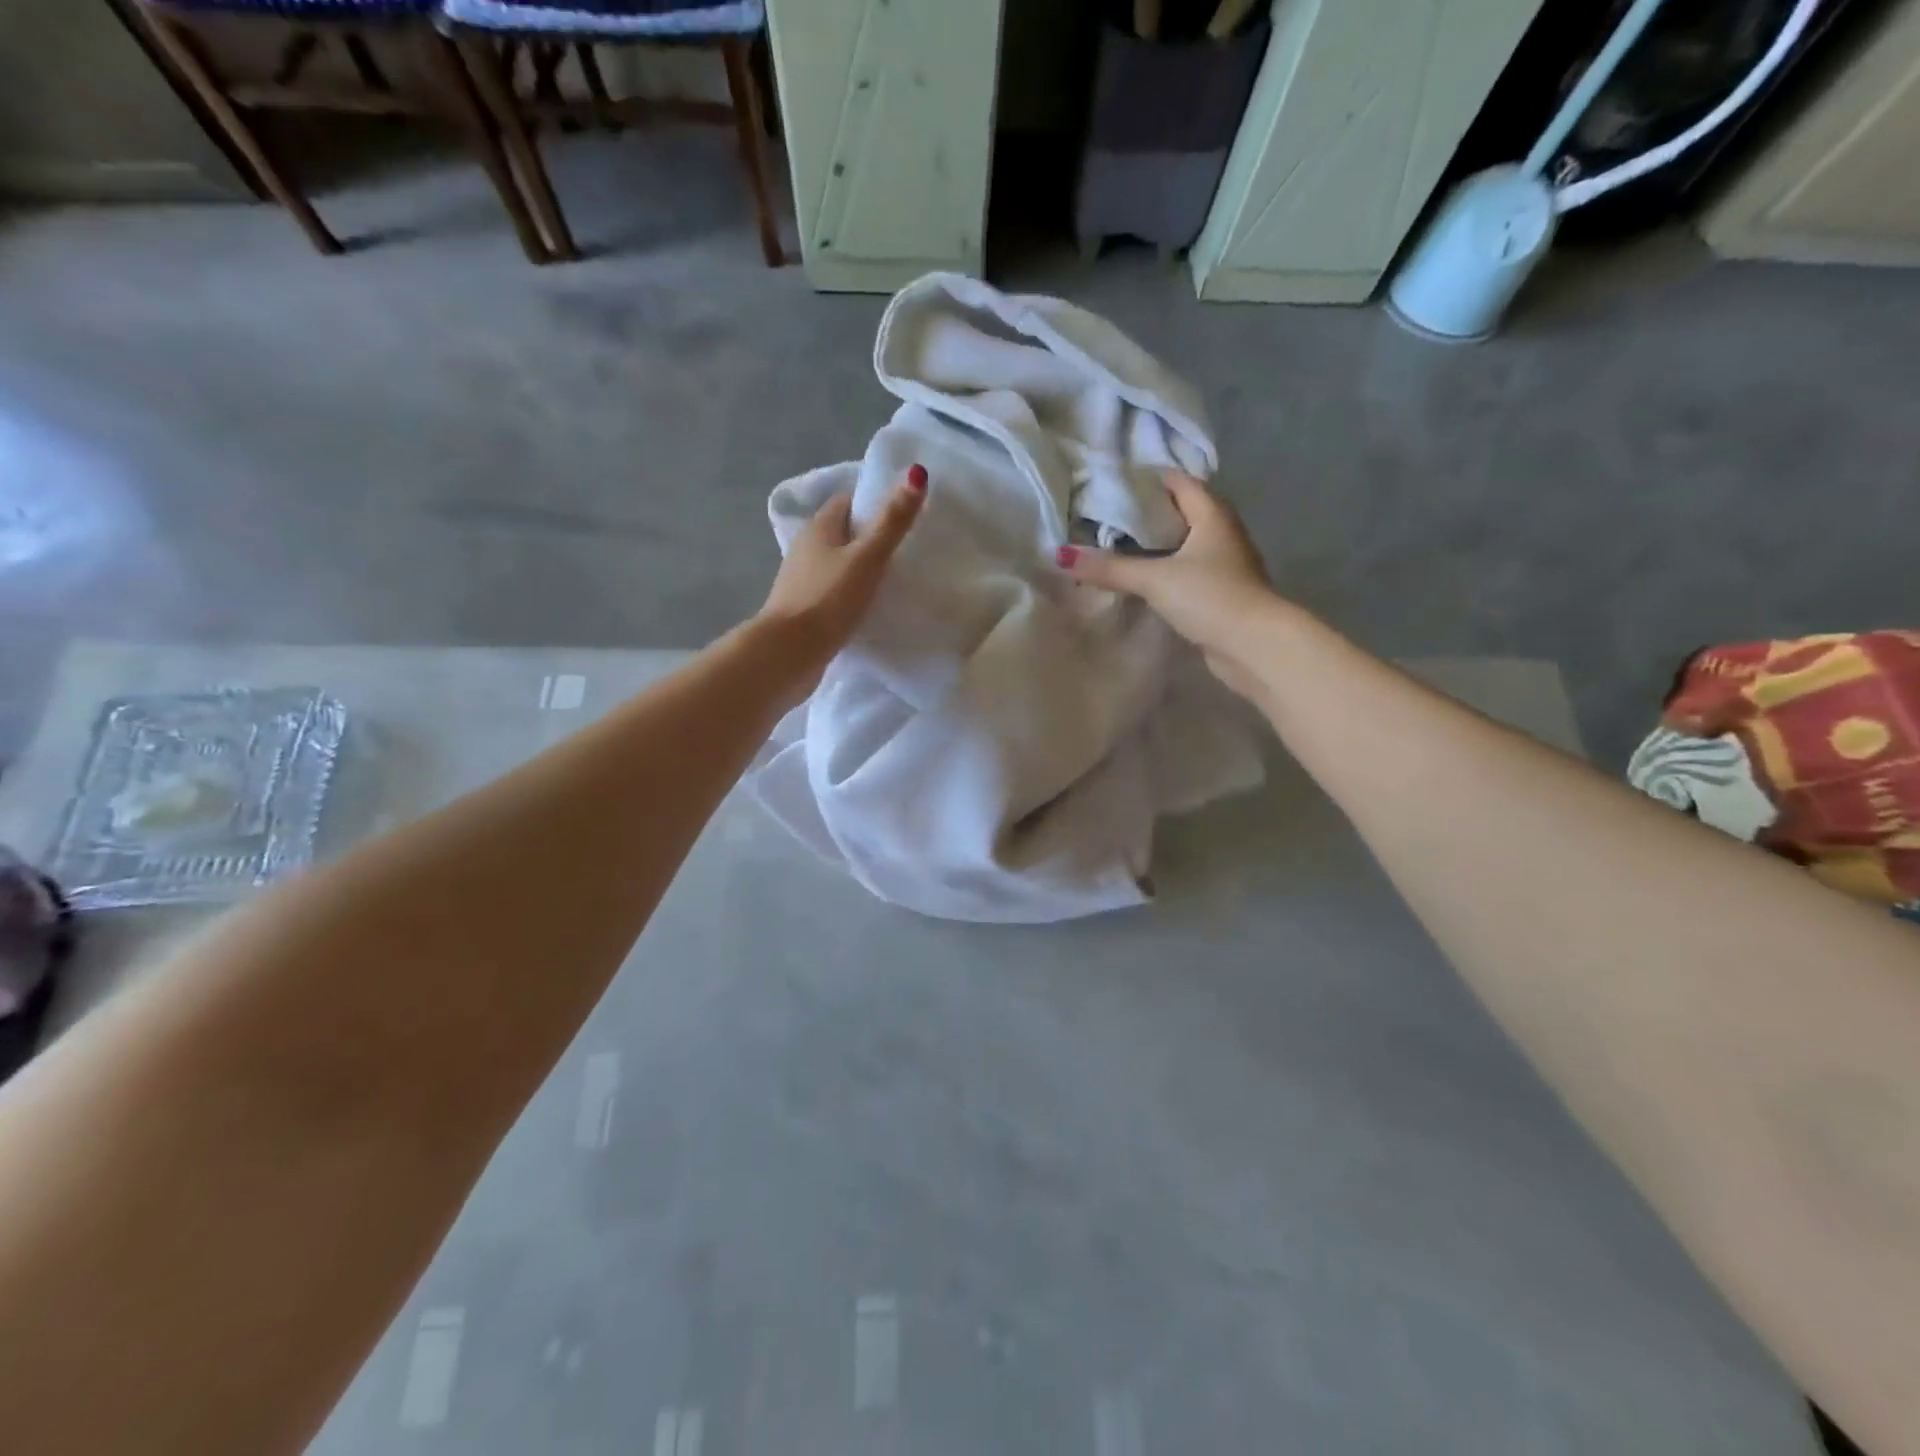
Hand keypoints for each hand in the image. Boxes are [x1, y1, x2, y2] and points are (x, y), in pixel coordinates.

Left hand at [756, 464, 927, 690]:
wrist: (789, 653)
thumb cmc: (828, 599)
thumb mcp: (867, 558)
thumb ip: (892, 521)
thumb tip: (916, 472)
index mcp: (818, 527)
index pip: (848, 501)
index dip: (874, 502)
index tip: (904, 512)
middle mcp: (806, 548)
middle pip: (843, 532)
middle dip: (870, 536)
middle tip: (907, 546)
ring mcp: (803, 580)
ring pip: (838, 563)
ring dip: (861, 567)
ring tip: (895, 577)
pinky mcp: (805, 609)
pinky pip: (834, 591)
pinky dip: (851, 592)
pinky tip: (870, 605)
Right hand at [1055, 472, 1279, 699]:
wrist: (1254, 646)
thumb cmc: (1211, 596)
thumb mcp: (1155, 578)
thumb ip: (1111, 567)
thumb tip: (1063, 557)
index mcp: (1212, 514)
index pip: (1178, 482)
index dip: (1146, 480)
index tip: (1110, 486)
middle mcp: (1222, 532)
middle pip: (1180, 512)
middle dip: (1145, 515)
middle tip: (1103, 519)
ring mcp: (1224, 564)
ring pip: (1182, 545)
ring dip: (1154, 547)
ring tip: (1113, 549)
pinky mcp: (1220, 593)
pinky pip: (1185, 573)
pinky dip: (1163, 572)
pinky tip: (1138, 582)